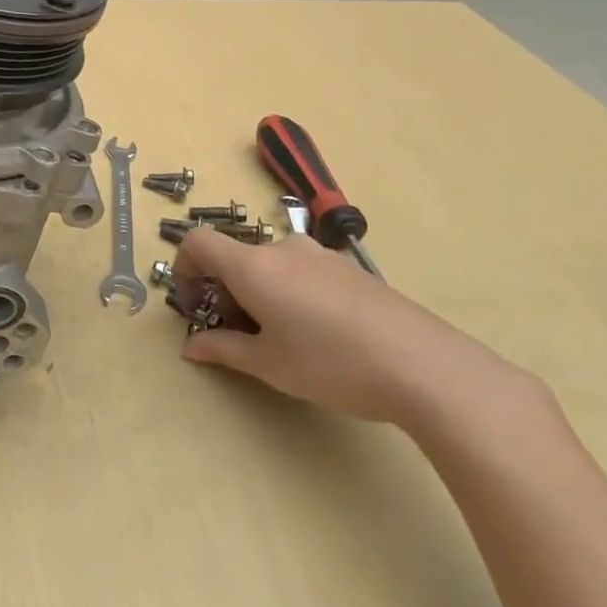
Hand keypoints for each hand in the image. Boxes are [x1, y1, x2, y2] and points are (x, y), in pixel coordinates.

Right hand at [173, 227, 507, 426]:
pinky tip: (317, 335)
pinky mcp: (349, 270)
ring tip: (279, 339)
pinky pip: (301, 272)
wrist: (423, 364)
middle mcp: (282, 250)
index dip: (183, 267)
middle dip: (224, 291)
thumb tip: (191, 346)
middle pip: (236, 257)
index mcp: (253, 266)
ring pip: (270, 266)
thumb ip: (224, 349)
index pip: (199, 242)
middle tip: (237, 334)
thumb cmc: (331, 363)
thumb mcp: (269, 364)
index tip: (191, 302)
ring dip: (258, 293)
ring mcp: (320, 256)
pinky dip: (289, 293)